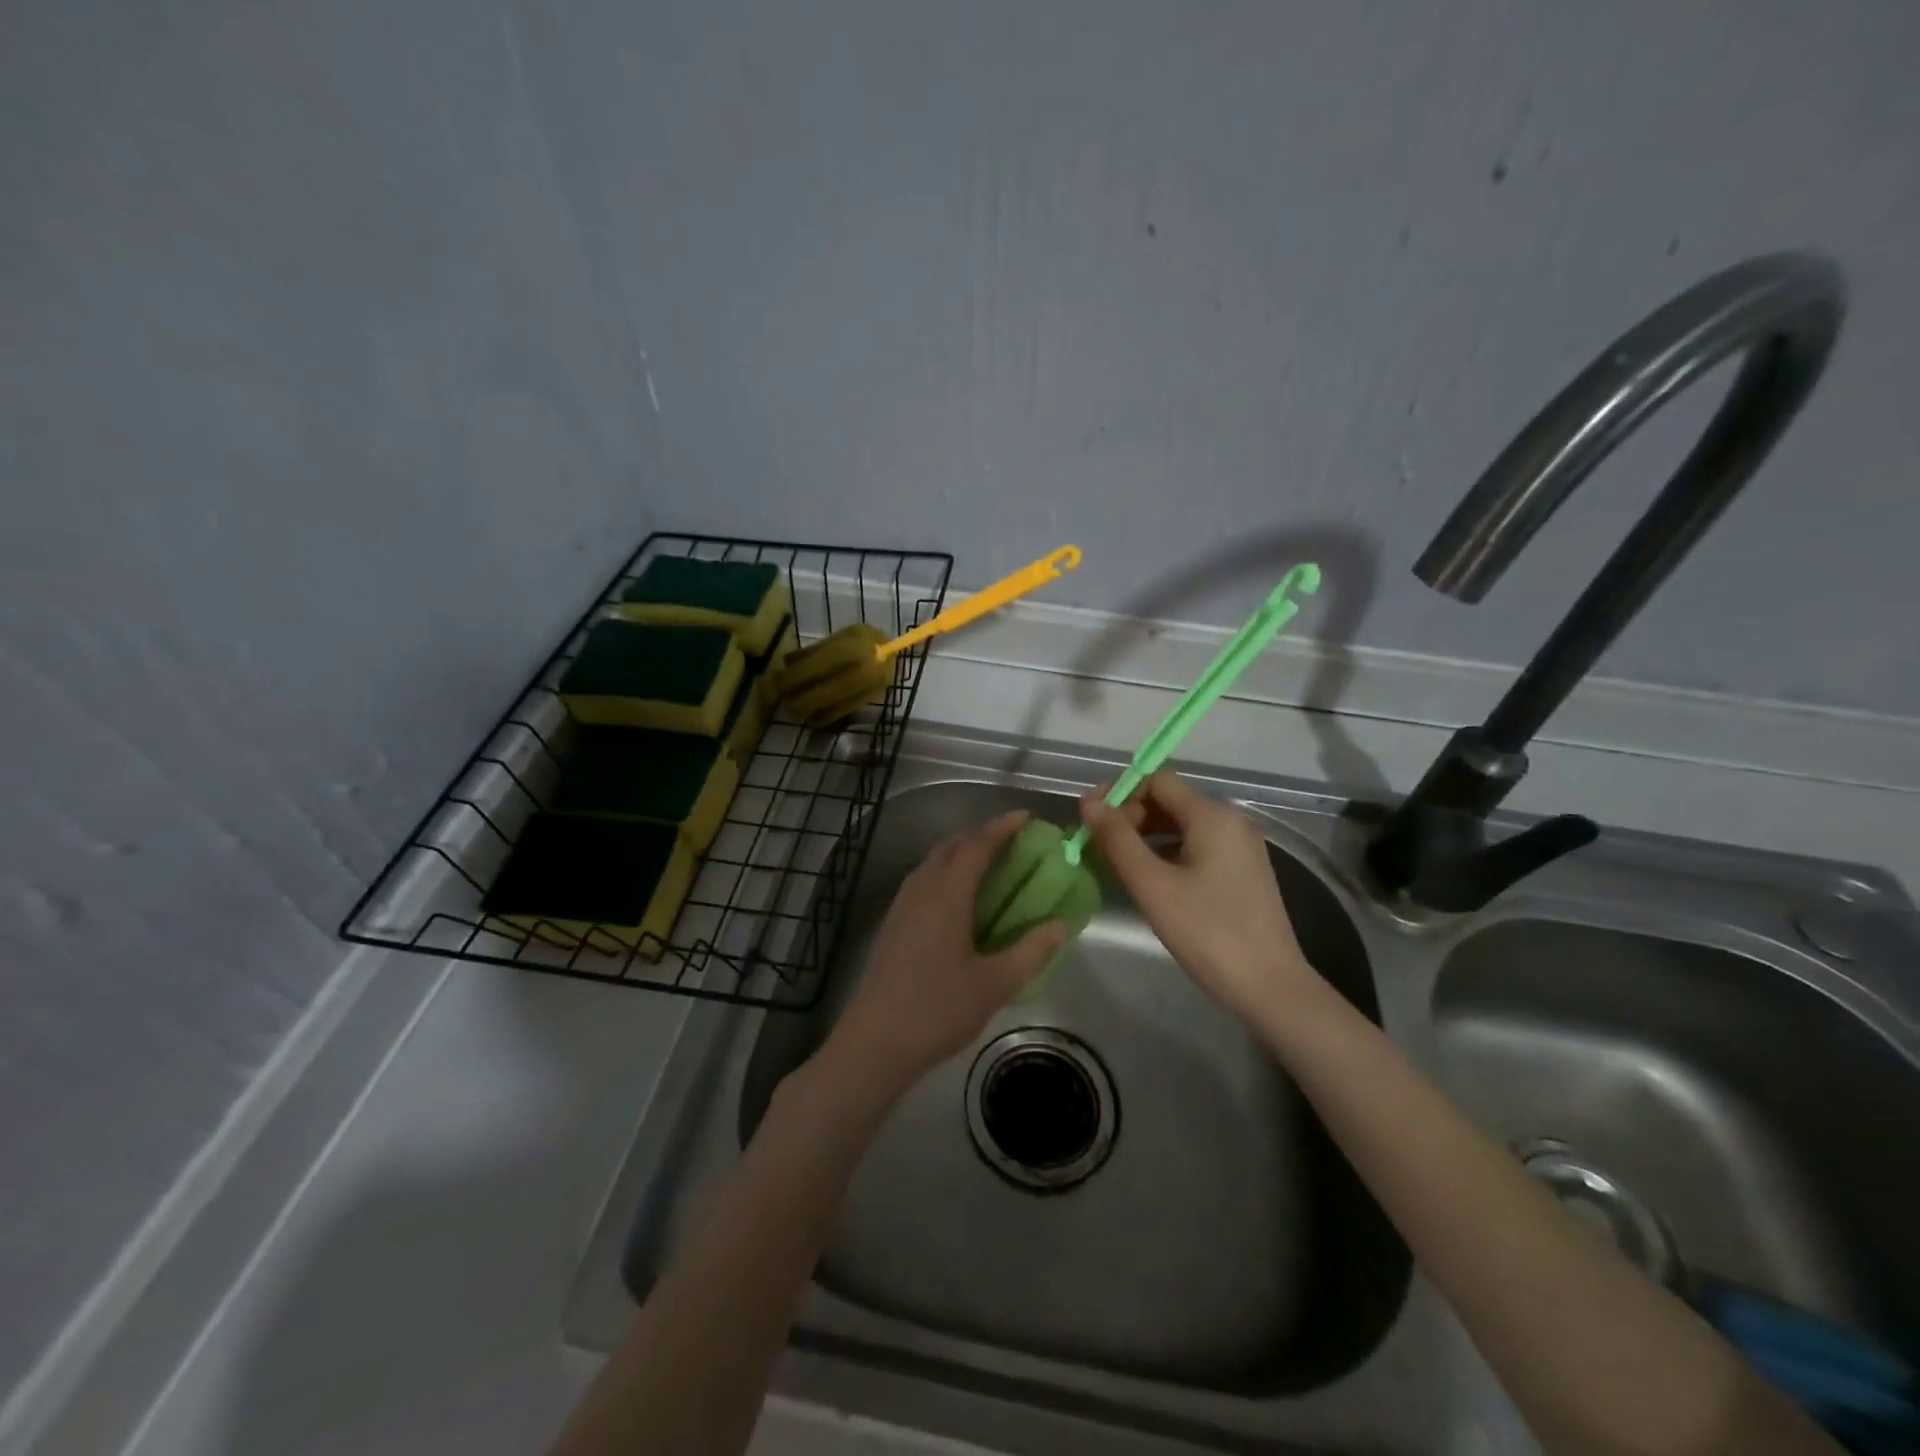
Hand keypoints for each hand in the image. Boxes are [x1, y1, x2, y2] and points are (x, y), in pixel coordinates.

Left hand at [824, 810, 1066, 1096]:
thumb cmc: (939, 1009)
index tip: (1027, 818)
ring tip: (991, 865)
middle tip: (1013, 841)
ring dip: (962, 852)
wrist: (876, 1041)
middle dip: (982, 835)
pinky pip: (924, 880)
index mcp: (947, 894)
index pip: (977, 845)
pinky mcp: (893, 922)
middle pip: (952, 845)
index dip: (1003, 827)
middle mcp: (922, 888)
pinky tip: (961, 899)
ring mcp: (902, 904)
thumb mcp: (995, 984)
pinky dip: (947, 872)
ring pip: (934, 861)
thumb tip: (1062, 925)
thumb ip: (1032, 951)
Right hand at [1083, 772, 1317, 1025]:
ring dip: (1147, 835)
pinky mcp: (1244, 870)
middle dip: (1131, 816)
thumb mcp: (1153, 886)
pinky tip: (1152, 879)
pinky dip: (1169, 851)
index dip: (1120, 794)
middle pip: (1170, 800)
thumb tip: (1089, 804)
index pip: (1156, 780)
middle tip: (1101, 847)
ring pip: (1183, 824)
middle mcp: (1231, 820)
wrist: (1271, 987)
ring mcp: (1241, 846)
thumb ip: (1118, 840)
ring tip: (1119, 864)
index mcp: (1212, 815)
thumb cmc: (1208, 933)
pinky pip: (1198, 845)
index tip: (1093, 823)